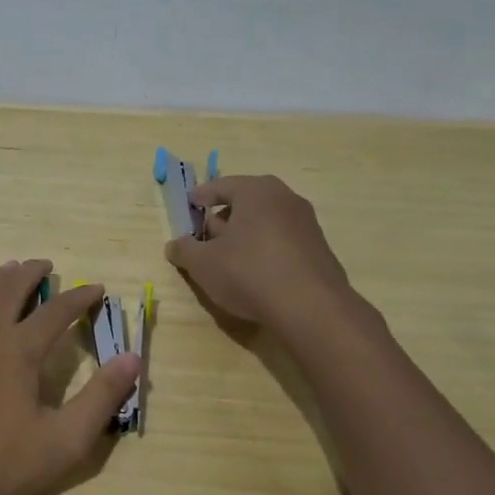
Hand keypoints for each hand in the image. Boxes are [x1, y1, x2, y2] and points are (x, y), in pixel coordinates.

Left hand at [0, 259, 142, 494]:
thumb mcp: (64, 441)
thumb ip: (101, 398)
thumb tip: (132, 358)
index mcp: (19, 350)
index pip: (56, 311)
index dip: (80, 297)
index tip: (96, 289)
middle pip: (8, 289)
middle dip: (29, 273)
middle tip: (44, 265)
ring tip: (7, 272)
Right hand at [165, 175, 352, 329]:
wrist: (311, 308)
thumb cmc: (249, 273)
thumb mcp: (203, 264)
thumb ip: (184, 250)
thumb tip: (175, 245)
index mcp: (256, 191)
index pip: (221, 186)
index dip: (201, 196)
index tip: (190, 205)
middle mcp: (285, 198)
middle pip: (246, 202)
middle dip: (224, 217)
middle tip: (206, 236)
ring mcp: (307, 223)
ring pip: (266, 222)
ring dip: (245, 235)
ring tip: (229, 259)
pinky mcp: (319, 249)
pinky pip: (283, 241)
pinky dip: (266, 250)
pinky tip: (256, 274)